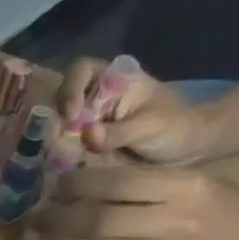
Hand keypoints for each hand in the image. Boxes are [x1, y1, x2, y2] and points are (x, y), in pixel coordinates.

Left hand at [22, 165, 238, 239]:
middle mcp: (176, 221)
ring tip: (32, 238)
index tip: (53, 186)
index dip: (78, 185)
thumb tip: (82, 176)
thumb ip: (143, 182)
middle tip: (30, 217)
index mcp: (185, 187)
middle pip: (101, 221)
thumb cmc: (220, 206)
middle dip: (58, 219)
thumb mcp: (191, 181)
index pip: (118, 183)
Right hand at [54, 57, 219, 165]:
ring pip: (56, 127)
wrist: (185, 152)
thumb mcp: (151, 127)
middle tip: (58, 145)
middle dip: (55, 123)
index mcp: (113, 80)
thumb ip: (119, 131)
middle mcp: (93, 99)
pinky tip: (62, 168)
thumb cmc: (175, 128)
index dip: (70, 88)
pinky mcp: (82, 146)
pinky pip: (61, 149)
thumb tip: (87, 135)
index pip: (81, 70)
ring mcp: (85, 123)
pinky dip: (57, 158)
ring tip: (59, 160)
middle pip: (60, 102)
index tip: (71, 114)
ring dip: (53, 143)